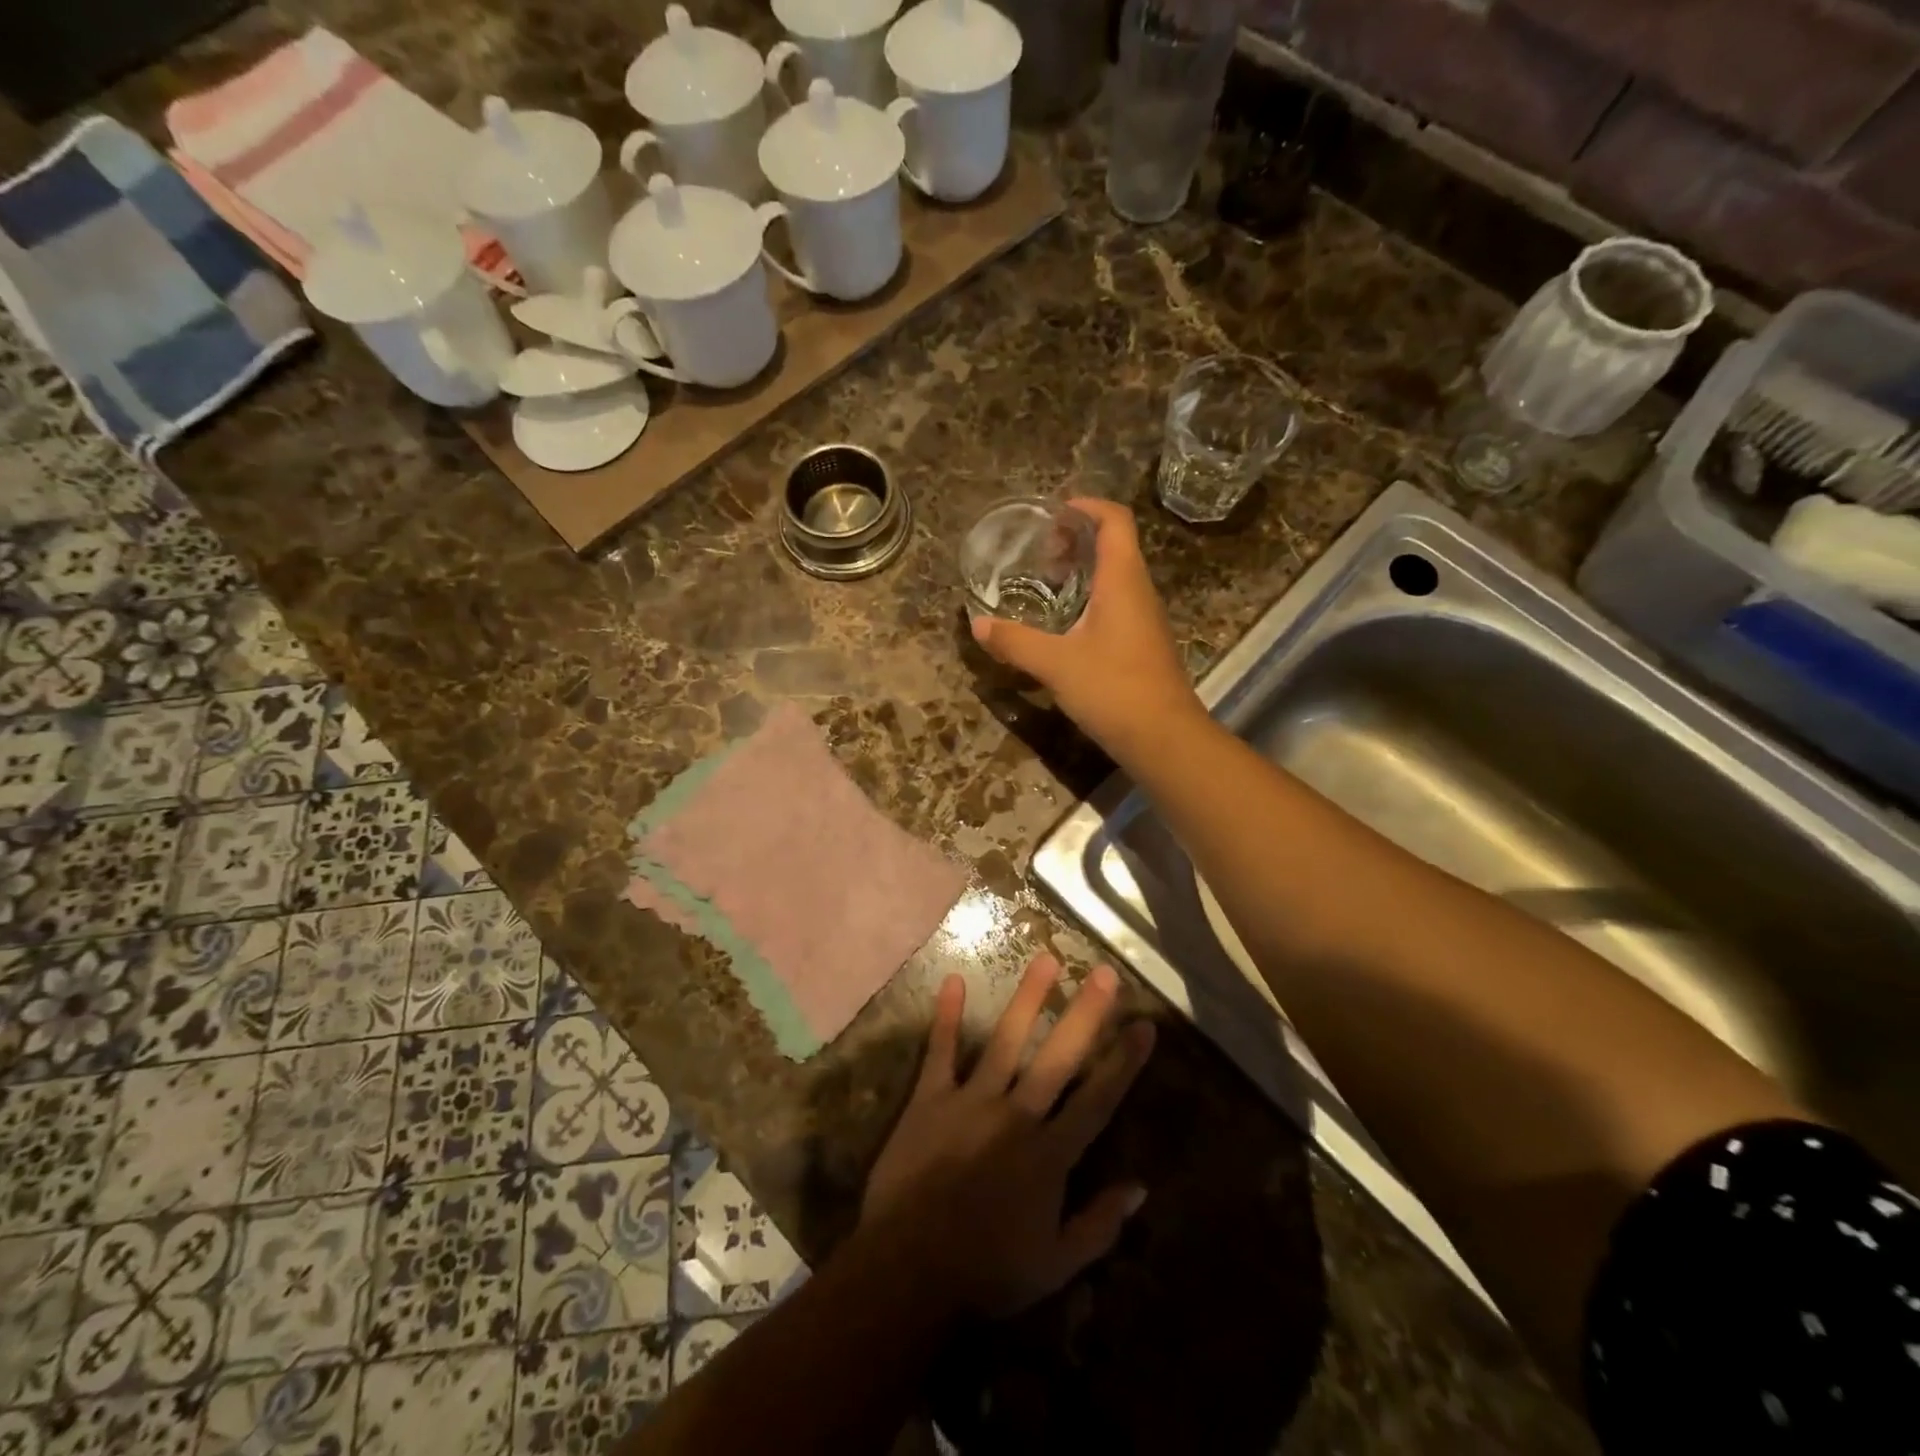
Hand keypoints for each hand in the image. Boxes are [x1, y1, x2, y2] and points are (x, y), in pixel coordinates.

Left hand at [862, 954, 1155, 1317]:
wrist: (908, 1270)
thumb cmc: (987, 1271)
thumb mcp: (1056, 1265)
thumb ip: (1100, 1224)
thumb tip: (1142, 1188)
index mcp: (1050, 1154)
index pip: (1098, 1099)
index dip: (1124, 1062)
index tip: (1146, 1025)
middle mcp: (1017, 1115)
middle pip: (1058, 1057)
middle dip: (1085, 1013)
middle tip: (1104, 972)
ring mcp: (971, 1101)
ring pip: (1005, 1041)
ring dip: (1027, 999)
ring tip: (1045, 958)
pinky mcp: (930, 1099)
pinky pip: (940, 1052)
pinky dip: (947, 1017)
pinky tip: (953, 981)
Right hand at [971, 499, 1201, 759]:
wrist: (1164, 738)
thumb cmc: (1113, 689)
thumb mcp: (1055, 664)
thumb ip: (1015, 642)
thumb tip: (977, 625)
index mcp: (1123, 580)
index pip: (1115, 521)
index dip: (1086, 507)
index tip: (1053, 512)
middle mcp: (1139, 591)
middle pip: (1114, 545)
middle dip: (1077, 540)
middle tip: (1041, 554)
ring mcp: (1145, 619)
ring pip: (1116, 577)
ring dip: (1083, 571)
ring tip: (1046, 584)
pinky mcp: (1143, 644)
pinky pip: (1117, 604)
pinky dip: (1090, 599)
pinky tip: (1065, 624)